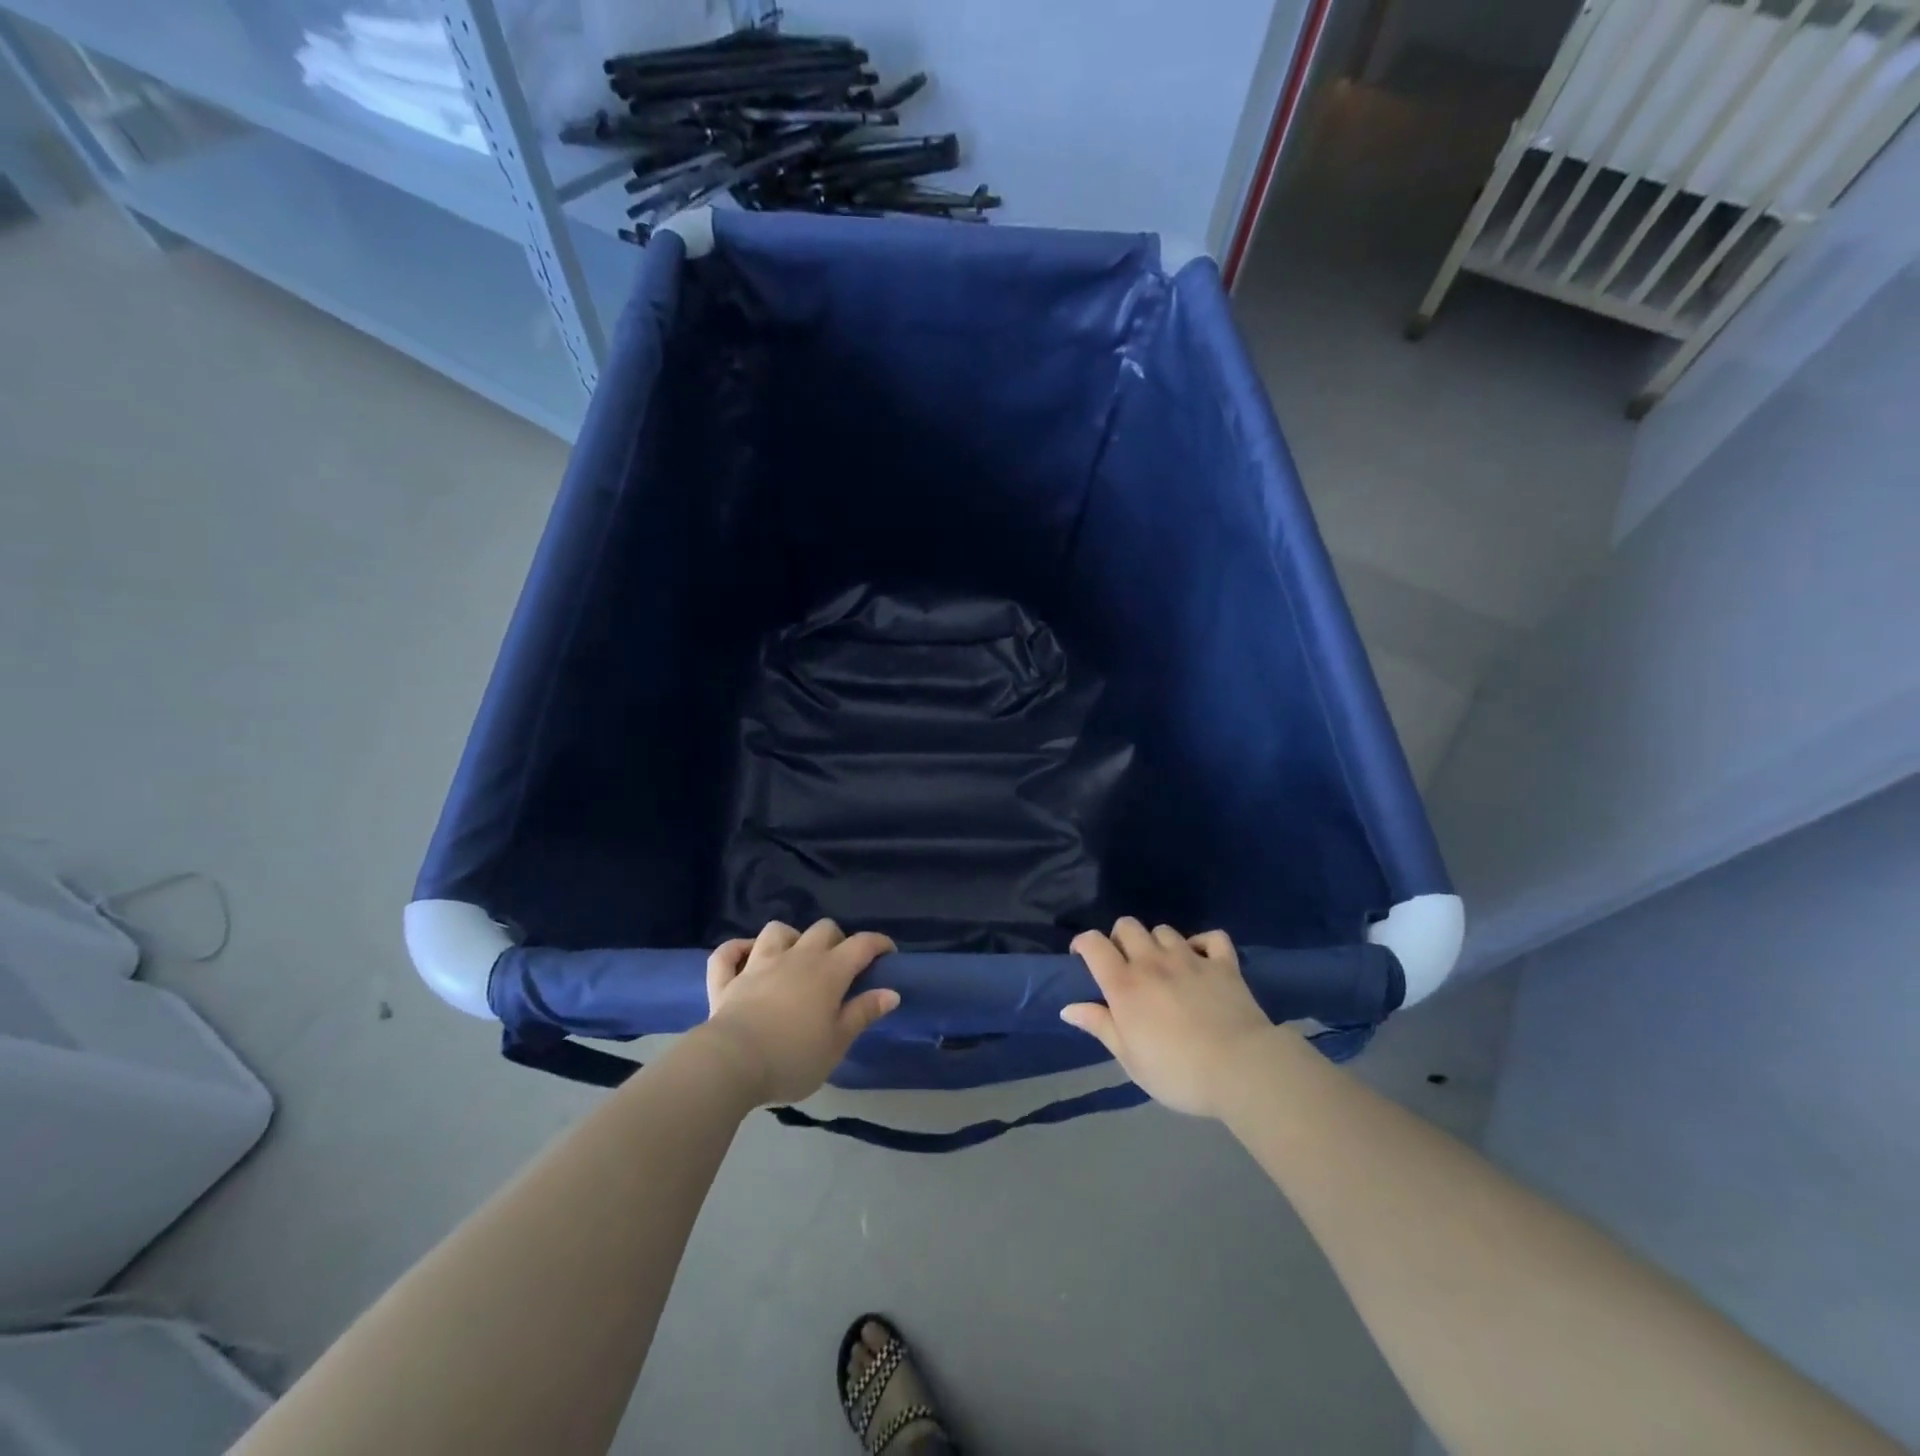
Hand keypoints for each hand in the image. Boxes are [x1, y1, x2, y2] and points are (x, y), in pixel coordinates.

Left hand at [699, 919, 898, 1105]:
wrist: (732, 1063)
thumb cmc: (793, 1057)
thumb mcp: (837, 1043)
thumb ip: (863, 1013)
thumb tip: (891, 992)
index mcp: (828, 972)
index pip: (861, 945)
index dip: (878, 944)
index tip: (888, 954)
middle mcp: (796, 957)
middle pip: (822, 929)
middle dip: (836, 939)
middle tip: (841, 964)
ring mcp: (758, 964)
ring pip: (776, 931)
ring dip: (789, 938)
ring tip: (794, 956)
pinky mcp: (727, 980)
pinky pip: (727, 954)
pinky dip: (736, 950)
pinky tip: (744, 956)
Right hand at [1060, 918, 1280, 1117]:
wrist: (1240, 1069)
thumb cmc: (1177, 1072)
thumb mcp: (1130, 1059)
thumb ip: (1100, 1026)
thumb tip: (1068, 1007)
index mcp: (1125, 984)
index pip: (1094, 943)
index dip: (1083, 943)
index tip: (1082, 959)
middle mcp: (1153, 962)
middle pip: (1128, 925)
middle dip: (1120, 938)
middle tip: (1125, 964)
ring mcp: (1190, 958)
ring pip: (1164, 930)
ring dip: (1158, 943)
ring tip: (1163, 965)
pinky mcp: (1224, 964)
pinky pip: (1212, 937)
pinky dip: (1204, 943)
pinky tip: (1201, 959)